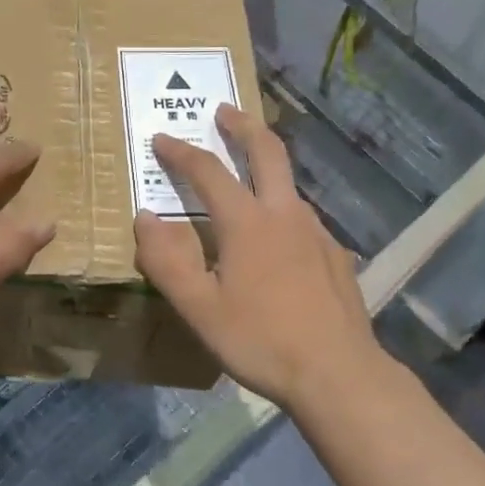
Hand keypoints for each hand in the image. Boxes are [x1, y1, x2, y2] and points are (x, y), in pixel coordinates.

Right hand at [134, 105, 380, 407]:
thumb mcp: (199, 309)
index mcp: (247, 222)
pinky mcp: (336, 255)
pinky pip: (303, 218)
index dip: (181, 152)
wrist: (340, 375)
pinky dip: (282, 208)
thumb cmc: (260, 340)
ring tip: (246, 175)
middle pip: (266, 151)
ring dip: (265, 165)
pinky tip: (278, 238)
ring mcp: (317, 232)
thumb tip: (144, 218)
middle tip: (223, 110)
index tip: (161, 138)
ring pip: (288, 184)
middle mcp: (285, 214)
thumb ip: (166, 261)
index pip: (208, 171)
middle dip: (242, 125)